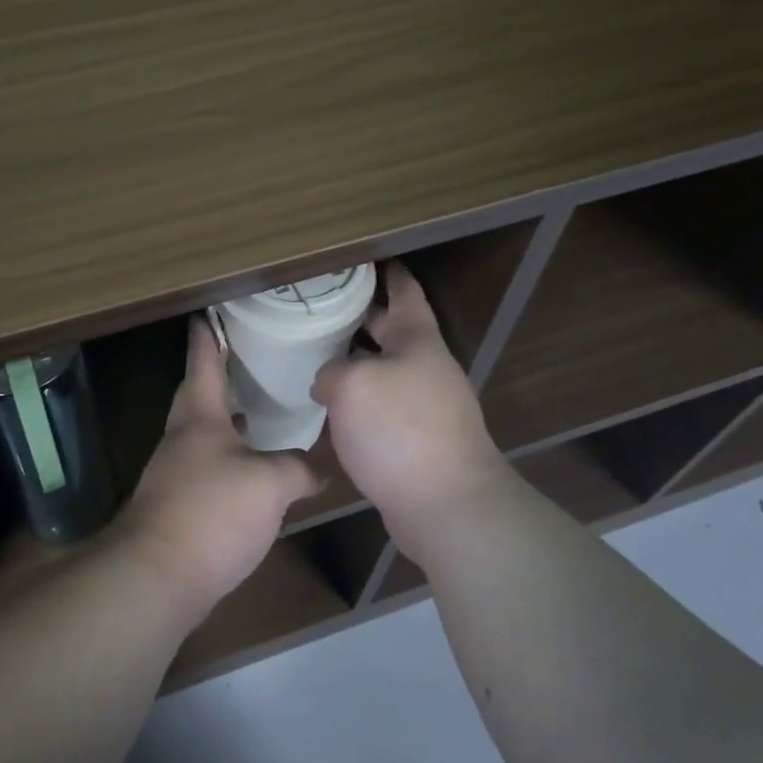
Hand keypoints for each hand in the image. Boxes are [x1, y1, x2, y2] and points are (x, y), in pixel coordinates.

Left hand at [118, 318, 321, 617]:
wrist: (159, 576)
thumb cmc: (212, 511)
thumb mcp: (269, 483)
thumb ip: (296, 468)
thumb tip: (316, 470)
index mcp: (199, 417)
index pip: (203, 363)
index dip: (208, 337)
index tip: (207, 314)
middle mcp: (182, 438)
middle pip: (198, 396)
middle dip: (218, 377)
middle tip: (245, 362)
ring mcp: (175, 473)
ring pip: (203, 435)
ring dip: (227, 422)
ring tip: (260, 415)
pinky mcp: (178, 506)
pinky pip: (208, 470)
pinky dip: (230, 461)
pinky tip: (253, 474)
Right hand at [310, 263, 508, 554]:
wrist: (446, 505)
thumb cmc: (400, 430)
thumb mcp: (352, 385)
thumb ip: (332, 371)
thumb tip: (329, 381)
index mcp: (417, 341)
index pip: (404, 292)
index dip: (388, 272)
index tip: (368, 258)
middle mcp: (426, 368)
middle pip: (391, 331)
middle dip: (361, 318)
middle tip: (322, 308)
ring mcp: (425, 406)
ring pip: (384, 371)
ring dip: (356, 363)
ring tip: (315, 357)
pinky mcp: (418, 441)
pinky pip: (382, 407)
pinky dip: (359, 401)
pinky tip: (330, 409)